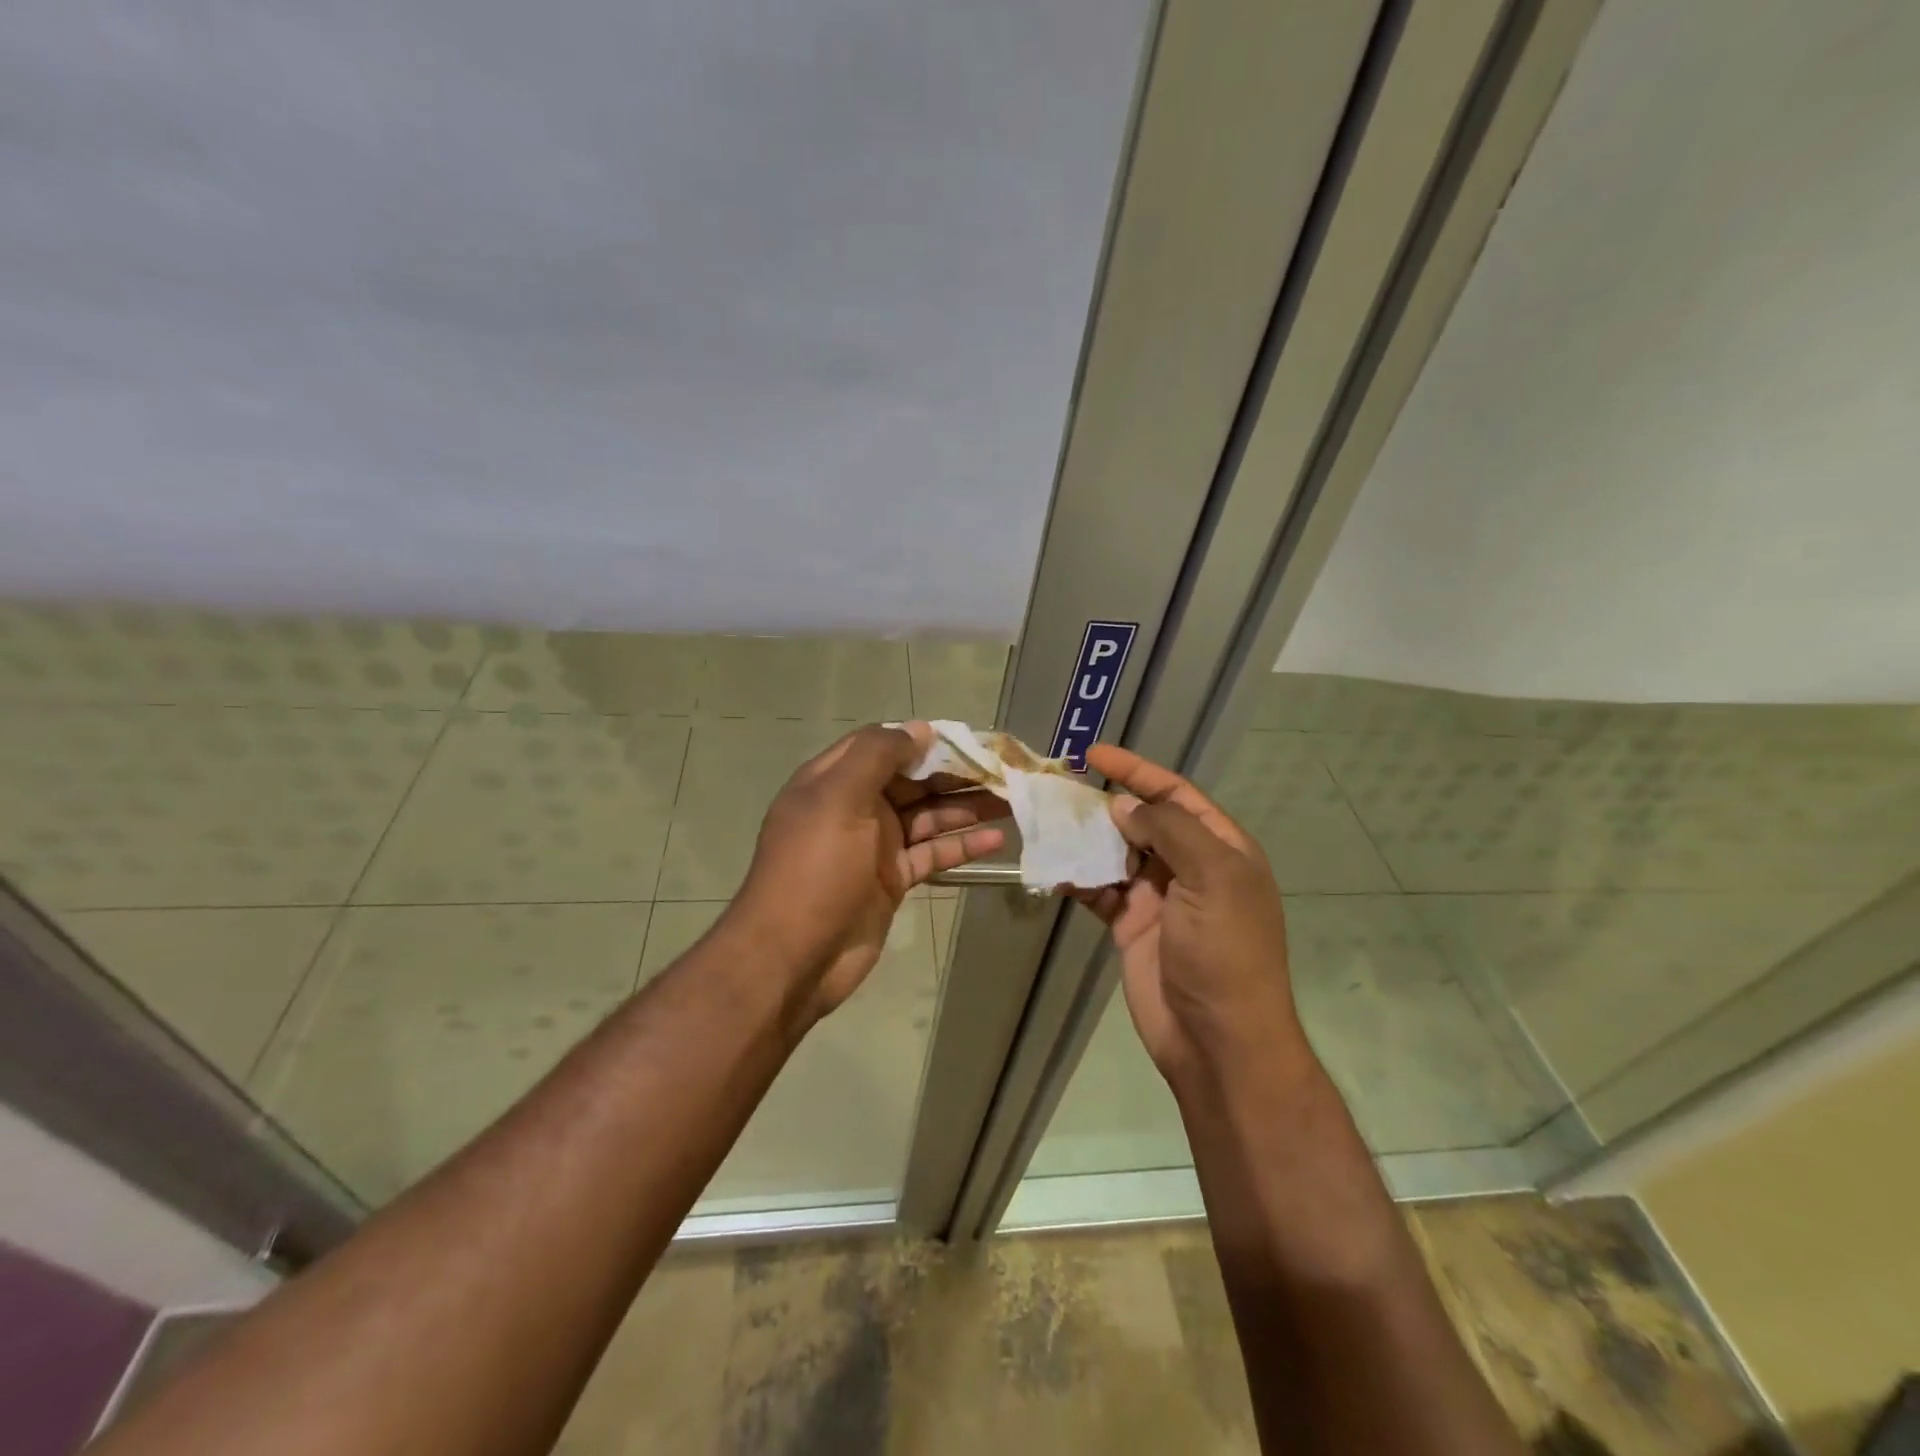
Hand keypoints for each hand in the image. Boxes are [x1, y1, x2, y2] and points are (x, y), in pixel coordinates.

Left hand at [730, 721, 1007, 1025]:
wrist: (794, 956)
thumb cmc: (814, 869)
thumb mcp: (838, 799)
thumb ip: (876, 756)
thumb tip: (919, 729)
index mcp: (835, 780)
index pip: (883, 745)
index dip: (922, 739)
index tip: (967, 739)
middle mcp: (856, 807)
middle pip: (913, 781)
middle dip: (955, 773)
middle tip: (1004, 770)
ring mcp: (875, 845)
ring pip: (928, 816)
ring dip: (967, 807)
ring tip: (1013, 800)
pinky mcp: (893, 879)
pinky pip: (932, 853)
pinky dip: (962, 845)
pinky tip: (997, 839)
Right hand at [1076, 744, 1308, 1086]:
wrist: (1217, 1040)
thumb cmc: (1224, 952)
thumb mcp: (1212, 879)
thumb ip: (1170, 831)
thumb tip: (1125, 805)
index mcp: (1221, 849)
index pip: (1177, 795)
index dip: (1138, 770)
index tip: (1094, 754)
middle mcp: (1191, 867)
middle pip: (1143, 820)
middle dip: (1105, 804)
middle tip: (1060, 790)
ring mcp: (1159, 897)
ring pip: (1117, 853)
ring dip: (1086, 839)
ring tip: (1049, 823)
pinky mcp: (1132, 925)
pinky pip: (1101, 890)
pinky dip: (1078, 879)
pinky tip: (1054, 869)